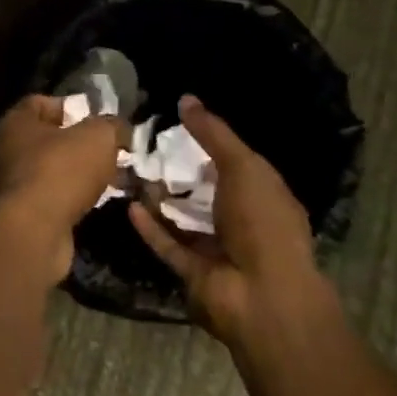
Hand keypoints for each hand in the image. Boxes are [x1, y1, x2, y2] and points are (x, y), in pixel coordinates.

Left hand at [0, 95, 122, 282]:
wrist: (32, 232)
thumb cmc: (60, 171)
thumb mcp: (97, 138)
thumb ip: (110, 126)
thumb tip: (119, 128)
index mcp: (16, 122)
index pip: (40, 103)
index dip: (69, 106)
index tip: (96, 119)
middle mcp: (6, 149)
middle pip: (47, 139)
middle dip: (79, 145)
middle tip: (110, 153)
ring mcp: (9, 184)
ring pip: (50, 171)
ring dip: (78, 175)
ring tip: (110, 180)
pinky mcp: (19, 215)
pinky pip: (50, 198)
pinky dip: (70, 199)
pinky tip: (94, 204)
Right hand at [128, 96, 330, 346]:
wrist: (262, 296)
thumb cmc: (262, 222)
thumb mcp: (243, 166)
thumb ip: (213, 134)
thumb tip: (186, 99)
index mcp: (265, 197)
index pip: (237, 165)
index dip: (211, 145)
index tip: (177, 126)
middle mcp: (244, 223)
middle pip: (207, 192)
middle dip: (181, 174)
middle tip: (146, 148)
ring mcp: (218, 250)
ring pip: (184, 219)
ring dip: (162, 199)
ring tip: (132, 172)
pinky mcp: (194, 272)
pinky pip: (167, 244)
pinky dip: (150, 227)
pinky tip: (131, 204)